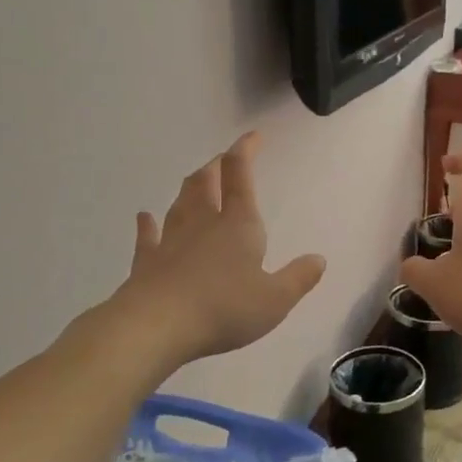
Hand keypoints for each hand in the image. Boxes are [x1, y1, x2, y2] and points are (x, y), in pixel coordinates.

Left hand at [102, 132, 325, 367]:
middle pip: (205, 183)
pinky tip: (143, 217)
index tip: (252, 135)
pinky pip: (147, 237)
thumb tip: (318, 259)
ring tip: (195, 180)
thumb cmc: (224, 308)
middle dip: (216, 167)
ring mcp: (170, 241)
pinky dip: (146, 225)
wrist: (157, 326)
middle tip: (222, 160)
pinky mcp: (146, 262)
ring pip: (180, 204)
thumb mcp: (275, 300)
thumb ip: (298, 278)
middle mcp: (203, 223)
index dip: (245, 151)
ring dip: (189, 188)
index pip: (240, 176)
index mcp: (238, 225)